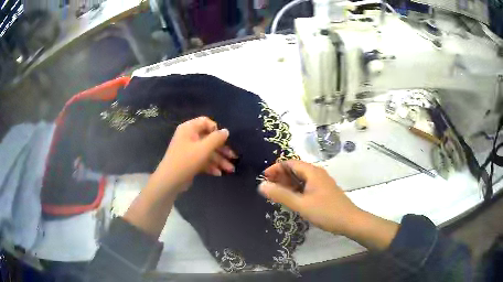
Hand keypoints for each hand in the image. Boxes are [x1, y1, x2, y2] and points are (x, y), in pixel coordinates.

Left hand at [149, 116, 236, 195]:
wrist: (170, 181)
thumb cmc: (186, 160)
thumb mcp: (204, 148)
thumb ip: (217, 138)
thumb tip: (226, 131)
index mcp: (189, 129)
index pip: (206, 122)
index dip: (216, 129)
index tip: (224, 139)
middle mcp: (189, 137)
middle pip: (209, 139)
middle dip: (222, 149)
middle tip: (234, 157)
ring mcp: (189, 150)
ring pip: (207, 151)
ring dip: (219, 160)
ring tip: (231, 169)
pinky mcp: (190, 161)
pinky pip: (203, 160)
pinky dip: (211, 166)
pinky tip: (219, 173)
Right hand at [258, 160, 361, 235]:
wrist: (350, 221)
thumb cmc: (325, 212)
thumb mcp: (301, 204)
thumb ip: (281, 195)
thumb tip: (261, 186)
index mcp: (312, 172)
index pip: (290, 163)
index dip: (275, 168)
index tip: (263, 178)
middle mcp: (317, 173)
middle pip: (295, 169)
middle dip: (281, 176)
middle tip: (268, 187)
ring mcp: (322, 182)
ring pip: (301, 178)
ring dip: (288, 183)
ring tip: (277, 193)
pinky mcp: (324, 191)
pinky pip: (307, 185)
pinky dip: (296, 189)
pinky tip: (291, 198)